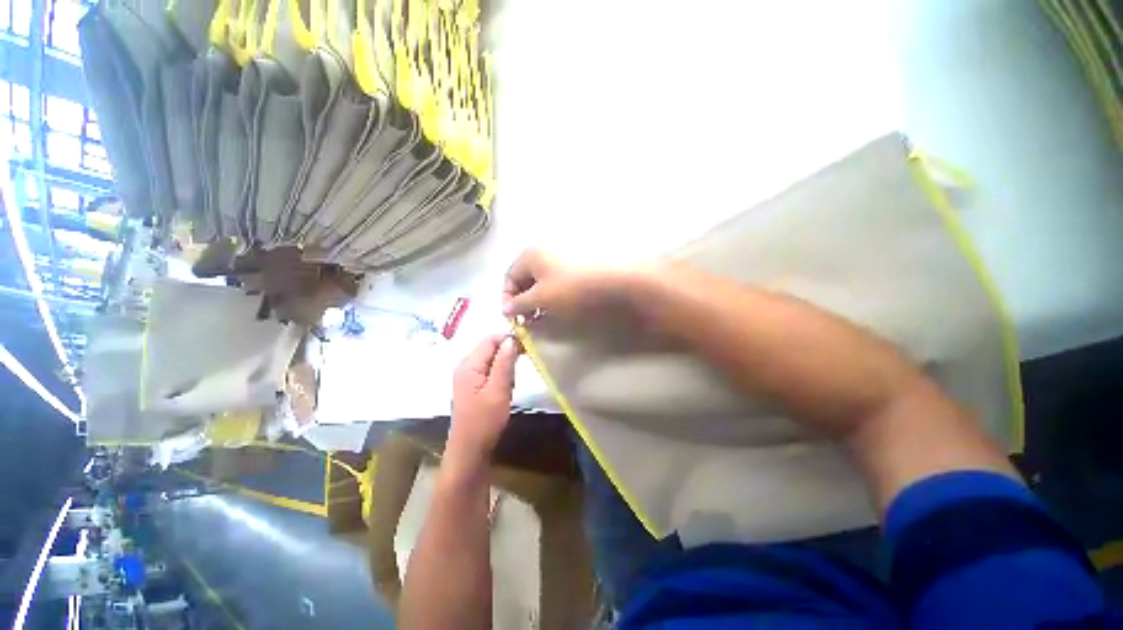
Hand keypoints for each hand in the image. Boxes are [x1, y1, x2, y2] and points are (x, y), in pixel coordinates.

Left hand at [448, 335, 519, 465]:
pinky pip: (490, 370)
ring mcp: (468, 376)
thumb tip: (512, 339)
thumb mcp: (498, 390)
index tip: (527, 347)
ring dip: (505, 367)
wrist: (470, 450)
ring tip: (510, 385)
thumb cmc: (485, 421)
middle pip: (490, 348)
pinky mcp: (472, 385)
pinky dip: (501, 376)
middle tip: (519, 370)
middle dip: (507, 355)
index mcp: (469, 364)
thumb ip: (504, 363)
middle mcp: (465, 366)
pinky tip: (505, 390)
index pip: (490, 339)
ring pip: (492, 359)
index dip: (508, 339)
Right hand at [502, 249, 636, 320]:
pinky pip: (557, 279)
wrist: (613, 279)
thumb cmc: (571, 288)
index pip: (509, 276)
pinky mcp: (577, 264)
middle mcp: (544, 251)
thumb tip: (505, 309)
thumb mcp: (541, 298)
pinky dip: (553, 293)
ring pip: (542, 279)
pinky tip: (560, 305)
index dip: (507, 298)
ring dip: (538, 298)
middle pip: (525, 277)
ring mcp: (562, 255)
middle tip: (529, 319)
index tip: (513, 318)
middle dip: (524, 300)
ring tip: (544, 315)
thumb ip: (520, 304)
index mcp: (530, 255)